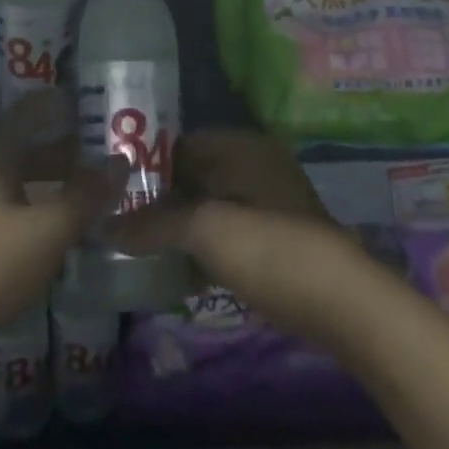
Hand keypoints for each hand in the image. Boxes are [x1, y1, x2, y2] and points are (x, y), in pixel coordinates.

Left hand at [0, 95, 128, 373]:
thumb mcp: (44, 233)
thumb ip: (85, 196)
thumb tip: (121, 161)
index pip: (35, 106)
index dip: (66, 103)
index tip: (100, 105)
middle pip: (29, 141)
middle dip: (68, 146)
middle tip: (108, 154)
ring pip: (19, 175)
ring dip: (53, 179)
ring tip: (92, 191)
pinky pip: (7, 201)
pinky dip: (35, 204)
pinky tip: (56, 227)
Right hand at [108, 129, 379, 348]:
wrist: (343, 304)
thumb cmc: (268, 249)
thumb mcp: (205, 230)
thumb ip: (154, 223)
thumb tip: (105, 227)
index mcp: (241, 146)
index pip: (179, 143)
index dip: (145, 166)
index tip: (113, 192)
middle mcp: (255, 164)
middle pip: (194, 175)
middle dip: (161, 200)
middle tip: (122, 224)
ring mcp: (269, 201)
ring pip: (211, 205)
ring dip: (181, 226)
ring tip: (143, 249)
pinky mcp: (277, 237)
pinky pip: (228, 231)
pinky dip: (205, 246)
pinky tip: (181, 271)